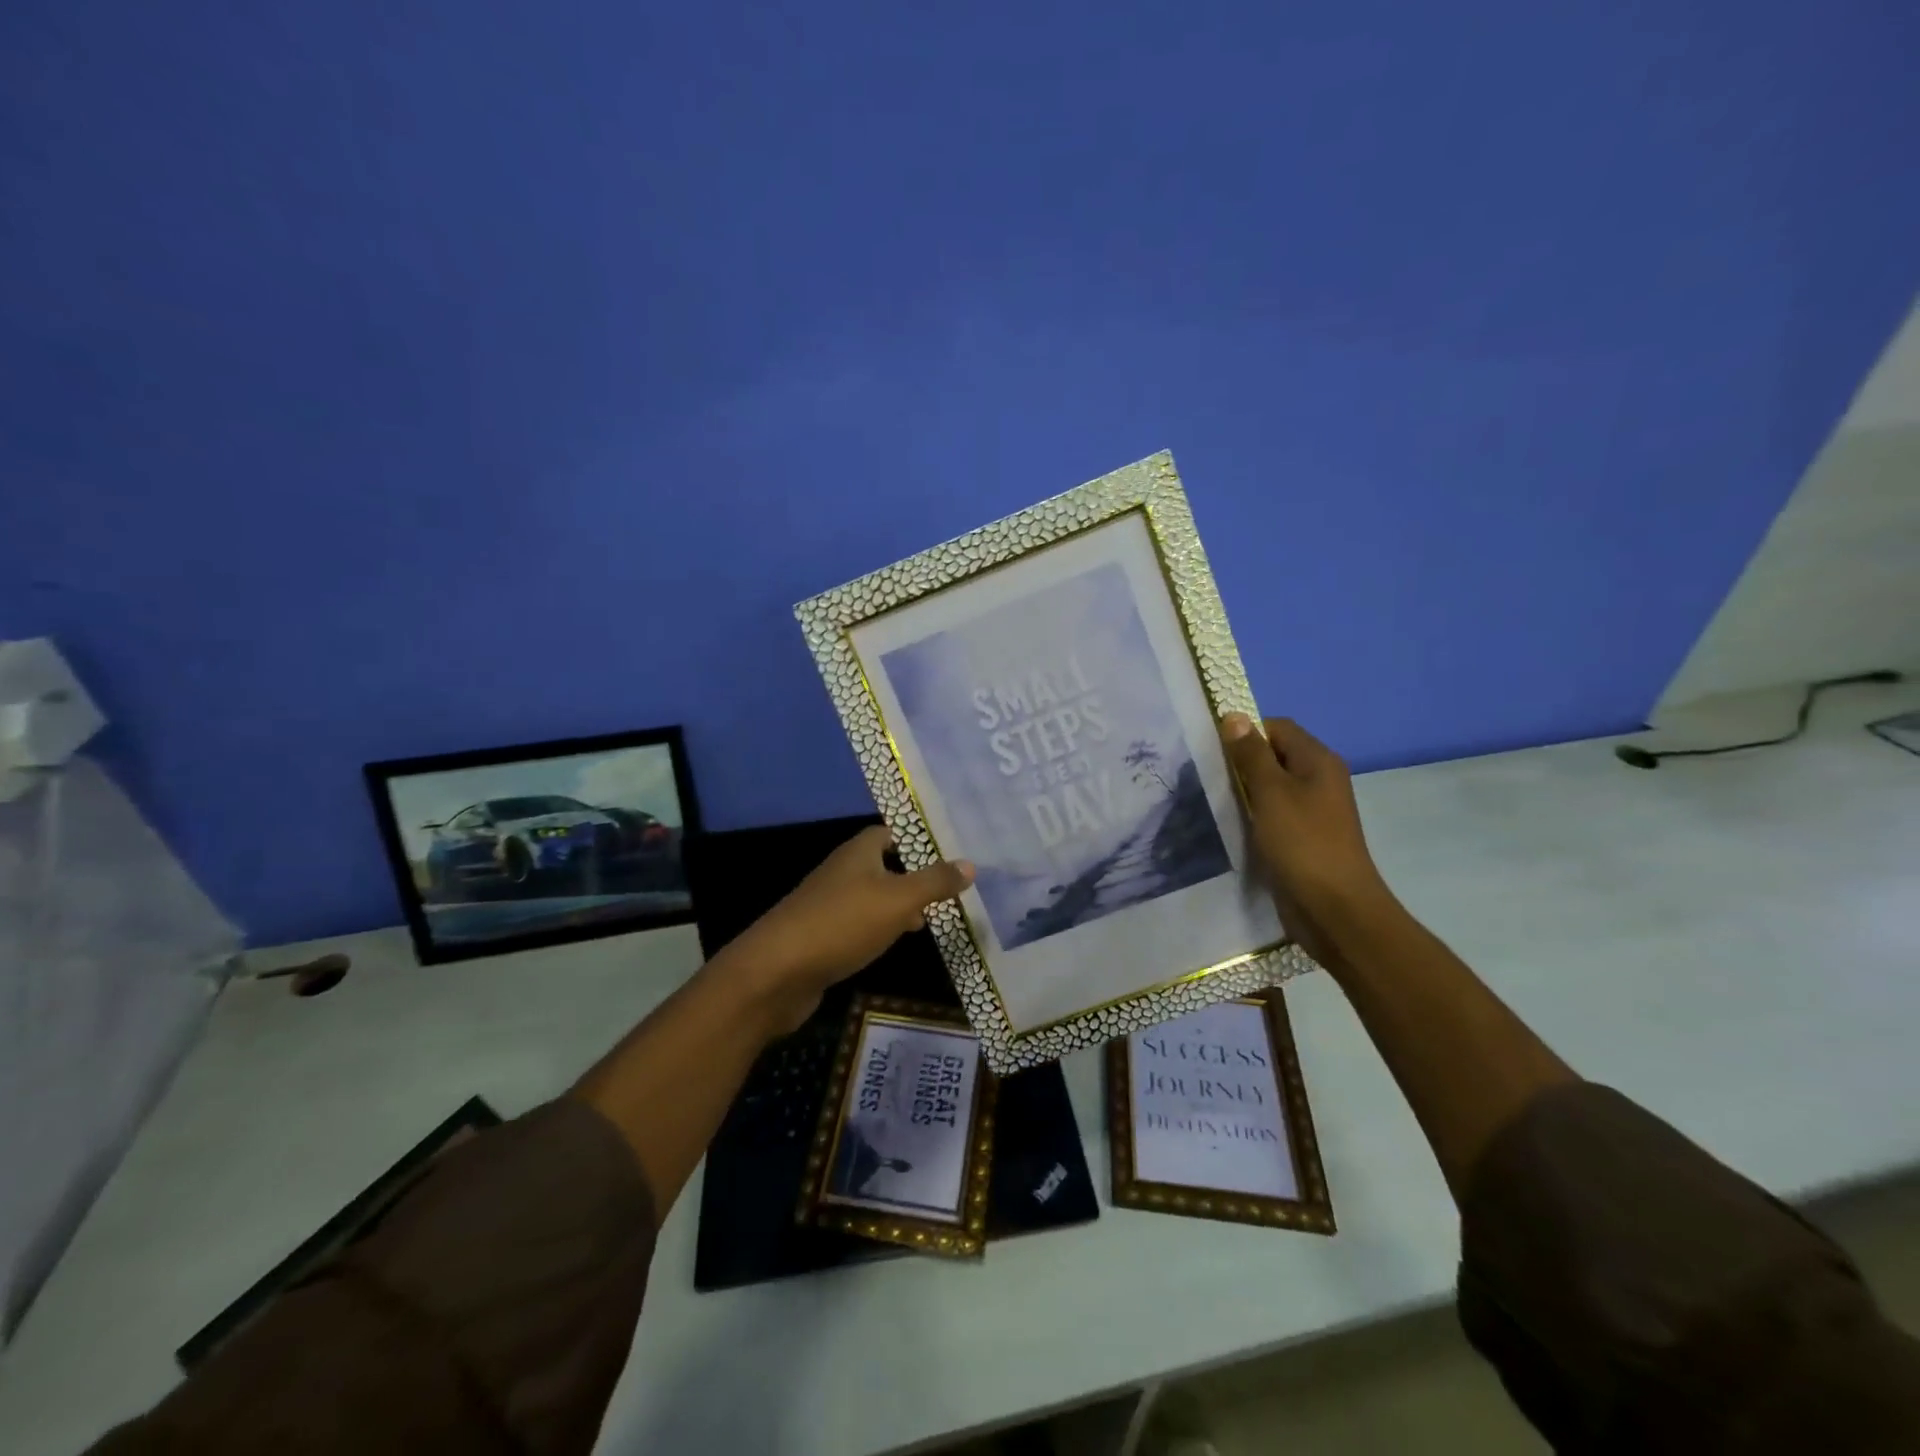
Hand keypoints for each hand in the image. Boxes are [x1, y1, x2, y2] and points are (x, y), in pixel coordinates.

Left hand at [715, 825, 973, 1036]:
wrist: (776, 972)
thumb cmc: (841, 924)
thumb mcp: (897, 900)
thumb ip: (934, 882)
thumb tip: (970, 864)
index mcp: (858, 853)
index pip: (891, 832)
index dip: (918, 839)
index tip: (951, 851)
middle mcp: (842, 872)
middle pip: (883, 864)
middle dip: (914, 874)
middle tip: (951, 887)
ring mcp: (829, 905)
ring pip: (873, 896)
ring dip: (899, 904)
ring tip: (935, 917)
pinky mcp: (822, 936)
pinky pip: (859, 924)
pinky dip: (881, 928)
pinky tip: (896, 942)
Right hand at [1220, 714, 1392, 967]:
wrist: (1334, 909)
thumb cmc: (1303, 843)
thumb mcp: (1271, 792)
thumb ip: (1251, 754)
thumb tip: (1234, 716)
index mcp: (1318, 761)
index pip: (1276, 727)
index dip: (1245, 732)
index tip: (1213, 750)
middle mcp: (1318, 780)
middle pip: (1273, 755)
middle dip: (1240, 762)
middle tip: (1206, 775)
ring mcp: (1312, 811)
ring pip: (1270, 787)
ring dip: (1243, 791)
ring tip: (1213, 799)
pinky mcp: (1302, 837)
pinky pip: (1272, 814)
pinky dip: (1252, 815)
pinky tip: (1230, 825)